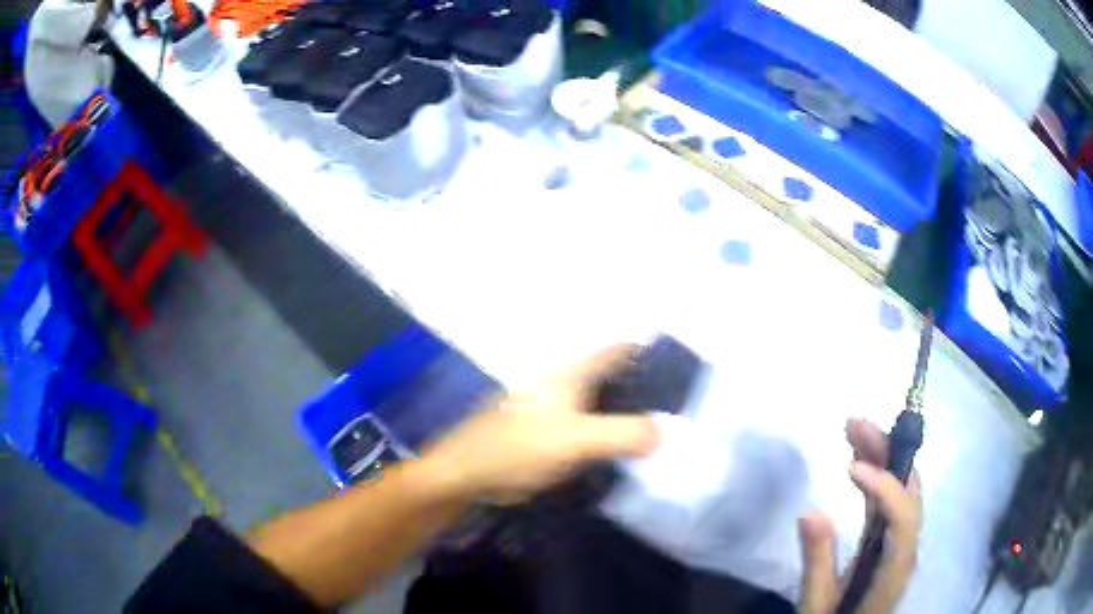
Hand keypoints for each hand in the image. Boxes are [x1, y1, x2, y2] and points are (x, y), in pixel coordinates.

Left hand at [421, 344, 660, 502]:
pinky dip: (607, 431)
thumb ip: (625, 434)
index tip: (682, 372)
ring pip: (600, 402)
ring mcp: (553, 406)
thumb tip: (671, 429)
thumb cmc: (520, 447)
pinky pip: (587, 424)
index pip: (619, 350)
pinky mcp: (546, 430)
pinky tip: (623, 448)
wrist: (469, 473)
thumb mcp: (577, 440)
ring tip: (660, 429)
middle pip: (613, 376)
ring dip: (626, 412)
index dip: (649, 354)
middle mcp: (563, 381)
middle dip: (644, 388)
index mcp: (571, 372)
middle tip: (678, 409)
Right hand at [798, 418, 922, 613]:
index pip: (903, 517)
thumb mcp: (817, 605)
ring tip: (855, 431)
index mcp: (894, 568)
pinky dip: (878, 477)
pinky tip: (861, 463)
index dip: (885, 486)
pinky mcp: (888, 543)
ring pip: (901, 491)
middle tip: (856, 424)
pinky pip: (890, 502)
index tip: (850, 466)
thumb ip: (817, 564)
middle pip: (909, 492)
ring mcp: (899, 544)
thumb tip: (810, 511)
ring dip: (883, 457)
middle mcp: (905, 549)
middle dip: (887, 452)